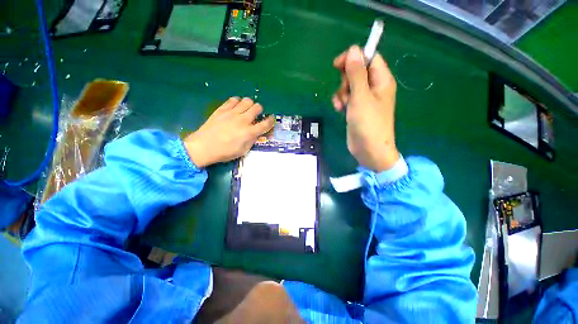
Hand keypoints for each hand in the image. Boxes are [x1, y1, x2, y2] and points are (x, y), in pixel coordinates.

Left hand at [184, 97, 274, 167]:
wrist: (203, 147)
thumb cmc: (224, 152)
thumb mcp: (243, 151)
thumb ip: (252, 140)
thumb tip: (256, 133)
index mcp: (249, 132)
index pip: (266, 124)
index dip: (271, 120)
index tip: (271, 119)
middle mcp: (243, 120)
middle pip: (257, 107)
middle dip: (260, 110)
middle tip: (256, 115)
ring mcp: (232, 113)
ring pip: (247, 100)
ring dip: (249, 104)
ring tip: (246, 110)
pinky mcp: (222, 109)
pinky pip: (233, 100)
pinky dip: (237, 102)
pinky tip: (236, 107)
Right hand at [332, 45, 398, 171]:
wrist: (369, 150)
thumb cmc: (368, 123)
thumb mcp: (361, 97)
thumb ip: (356, 73)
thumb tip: (353, 50)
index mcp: (381, 80)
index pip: (369, 58)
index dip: (354, 58)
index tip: (337, 64)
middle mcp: (374, 87)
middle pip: (357, 71)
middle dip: (346, 79)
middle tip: (345, 92)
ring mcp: (365, 99)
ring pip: (350, 85)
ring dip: (342, 92)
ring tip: (342, 105)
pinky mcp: (357, 109)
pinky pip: (347, 98)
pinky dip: (341, 101)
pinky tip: (339, 109)